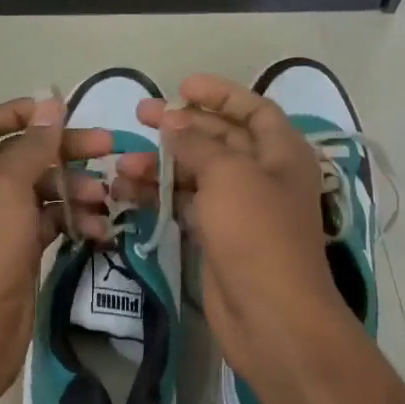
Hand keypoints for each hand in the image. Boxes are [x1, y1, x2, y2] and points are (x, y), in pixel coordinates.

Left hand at [0, 97, 113, 403]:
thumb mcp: (5, 190)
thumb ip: (31, 146)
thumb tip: (50, 103)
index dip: (22, 112)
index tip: (63, 113)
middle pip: (23, 155)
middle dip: (65, 150)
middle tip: (109, 148)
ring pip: (43, 190)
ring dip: (76, 190)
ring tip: (105, 201)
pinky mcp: (20, 250)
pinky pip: (51, 222)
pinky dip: (74, 221)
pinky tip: (99, 230)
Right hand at [112, 76, 362, 385]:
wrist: (270, 316)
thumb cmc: (257, 234)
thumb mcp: (229, 176)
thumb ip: (197, 144)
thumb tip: (172, 123)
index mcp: (282, 153)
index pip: (253, 109)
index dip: (220, 94)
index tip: (181, 87)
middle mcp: (264, 176)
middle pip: (220, 139)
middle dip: (181, 127)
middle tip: (140, 116)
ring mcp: (241, 209)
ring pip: (197, 174)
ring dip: (162, 166)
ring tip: (123, 166)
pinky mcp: (218, 237)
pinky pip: (187, 205)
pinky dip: (161, 197)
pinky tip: (128, 193)